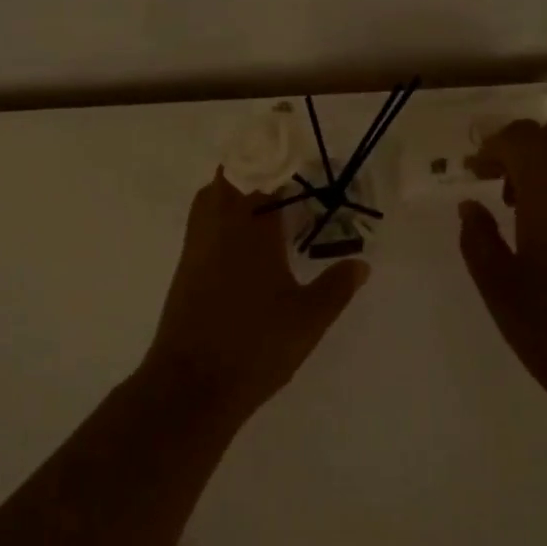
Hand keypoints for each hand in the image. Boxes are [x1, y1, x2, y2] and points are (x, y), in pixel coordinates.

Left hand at [145, 169, 369, 417]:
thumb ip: (336, 286)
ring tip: (267, 204)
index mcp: (250, 229)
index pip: (261, 175)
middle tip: (287, 180)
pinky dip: (221, 217)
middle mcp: (218, 228)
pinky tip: (245, 242)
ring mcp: (197, 248)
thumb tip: (361, 263)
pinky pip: (202, 224)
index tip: (303, 160)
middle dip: (254, 169)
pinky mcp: (185, 269)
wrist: (190, 385)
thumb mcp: (308, 319)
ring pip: (210, 199)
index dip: (280, 162)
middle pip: (228, 177)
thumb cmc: (255, 346)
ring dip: (233, 191)